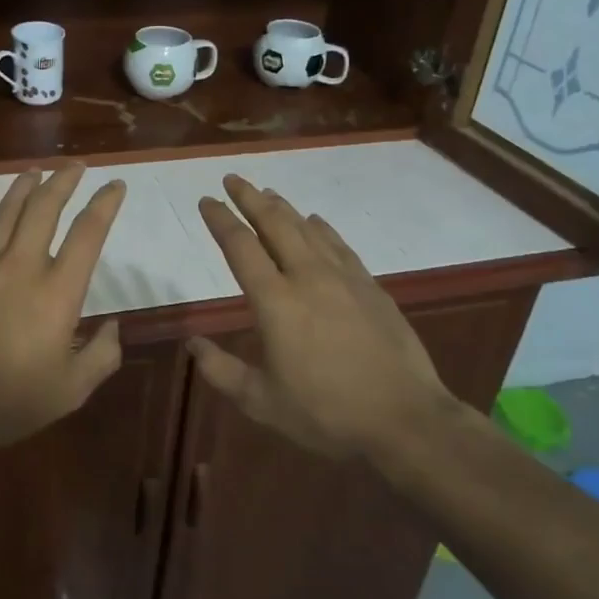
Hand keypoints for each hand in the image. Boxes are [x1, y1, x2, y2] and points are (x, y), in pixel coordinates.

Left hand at [0, 163, 126, 457]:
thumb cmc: (10, 401)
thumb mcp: (71, 390)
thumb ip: (102, 357)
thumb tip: (115, 327)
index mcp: (58, 291)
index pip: (88, 233)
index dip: (105, 204)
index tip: (115, 185)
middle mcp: (23, 265)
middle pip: (45, 208)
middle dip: (63, 181)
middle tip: (75, 166)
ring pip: (6, 211)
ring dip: (23, 186)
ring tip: (35, 170)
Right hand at [191, 175, 453, 462]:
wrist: (406, 419)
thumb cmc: (327, 413)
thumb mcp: (263, 402)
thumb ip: (222, 371)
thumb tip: (192, 343)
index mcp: (275, 301)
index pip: (240, 247)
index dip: (220, 220)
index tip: (206, 200)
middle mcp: (307, 277)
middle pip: (274, 223)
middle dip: (250, 197)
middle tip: (233, 179)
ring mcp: (343, 278)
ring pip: (306, 229)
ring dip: (283, 207)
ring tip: (267, 193)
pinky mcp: (371, 286)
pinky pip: (339, 245)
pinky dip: (322, 228)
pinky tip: (316, 221)